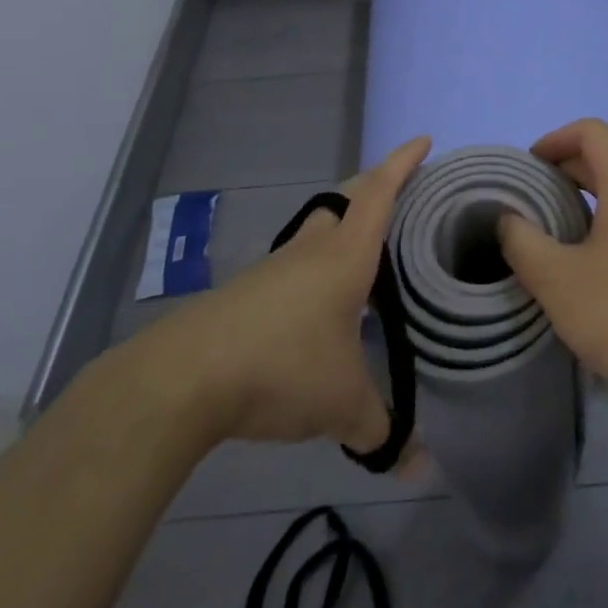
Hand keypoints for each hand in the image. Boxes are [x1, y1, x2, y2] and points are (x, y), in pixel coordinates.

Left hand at [123, 136, 430, 455]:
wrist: (184, 378)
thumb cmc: (281, 366)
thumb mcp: (341, 402)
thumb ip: (380, 427)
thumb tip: (417, 467)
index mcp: (346, 255)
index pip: (380, 192)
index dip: (403, 162)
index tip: (423, 140)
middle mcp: (312, 249)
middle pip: (347, 198)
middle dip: (375, 185)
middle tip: (402, 192)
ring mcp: (276, 267)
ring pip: (319, 229)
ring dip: (344, 226)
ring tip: (368, 252)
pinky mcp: (249, 291)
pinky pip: (296, 263)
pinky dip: (318, 265)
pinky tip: (322, 303)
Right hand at [497, 119, 607, 421]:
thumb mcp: (555, 280)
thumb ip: (522, 240)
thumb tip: (509, 220)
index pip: (593, 133)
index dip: (556, 139)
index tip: (531, 168)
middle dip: (568, 175)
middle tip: (535, 206)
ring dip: (592, 203)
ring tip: (564, 239)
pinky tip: (602, 270)